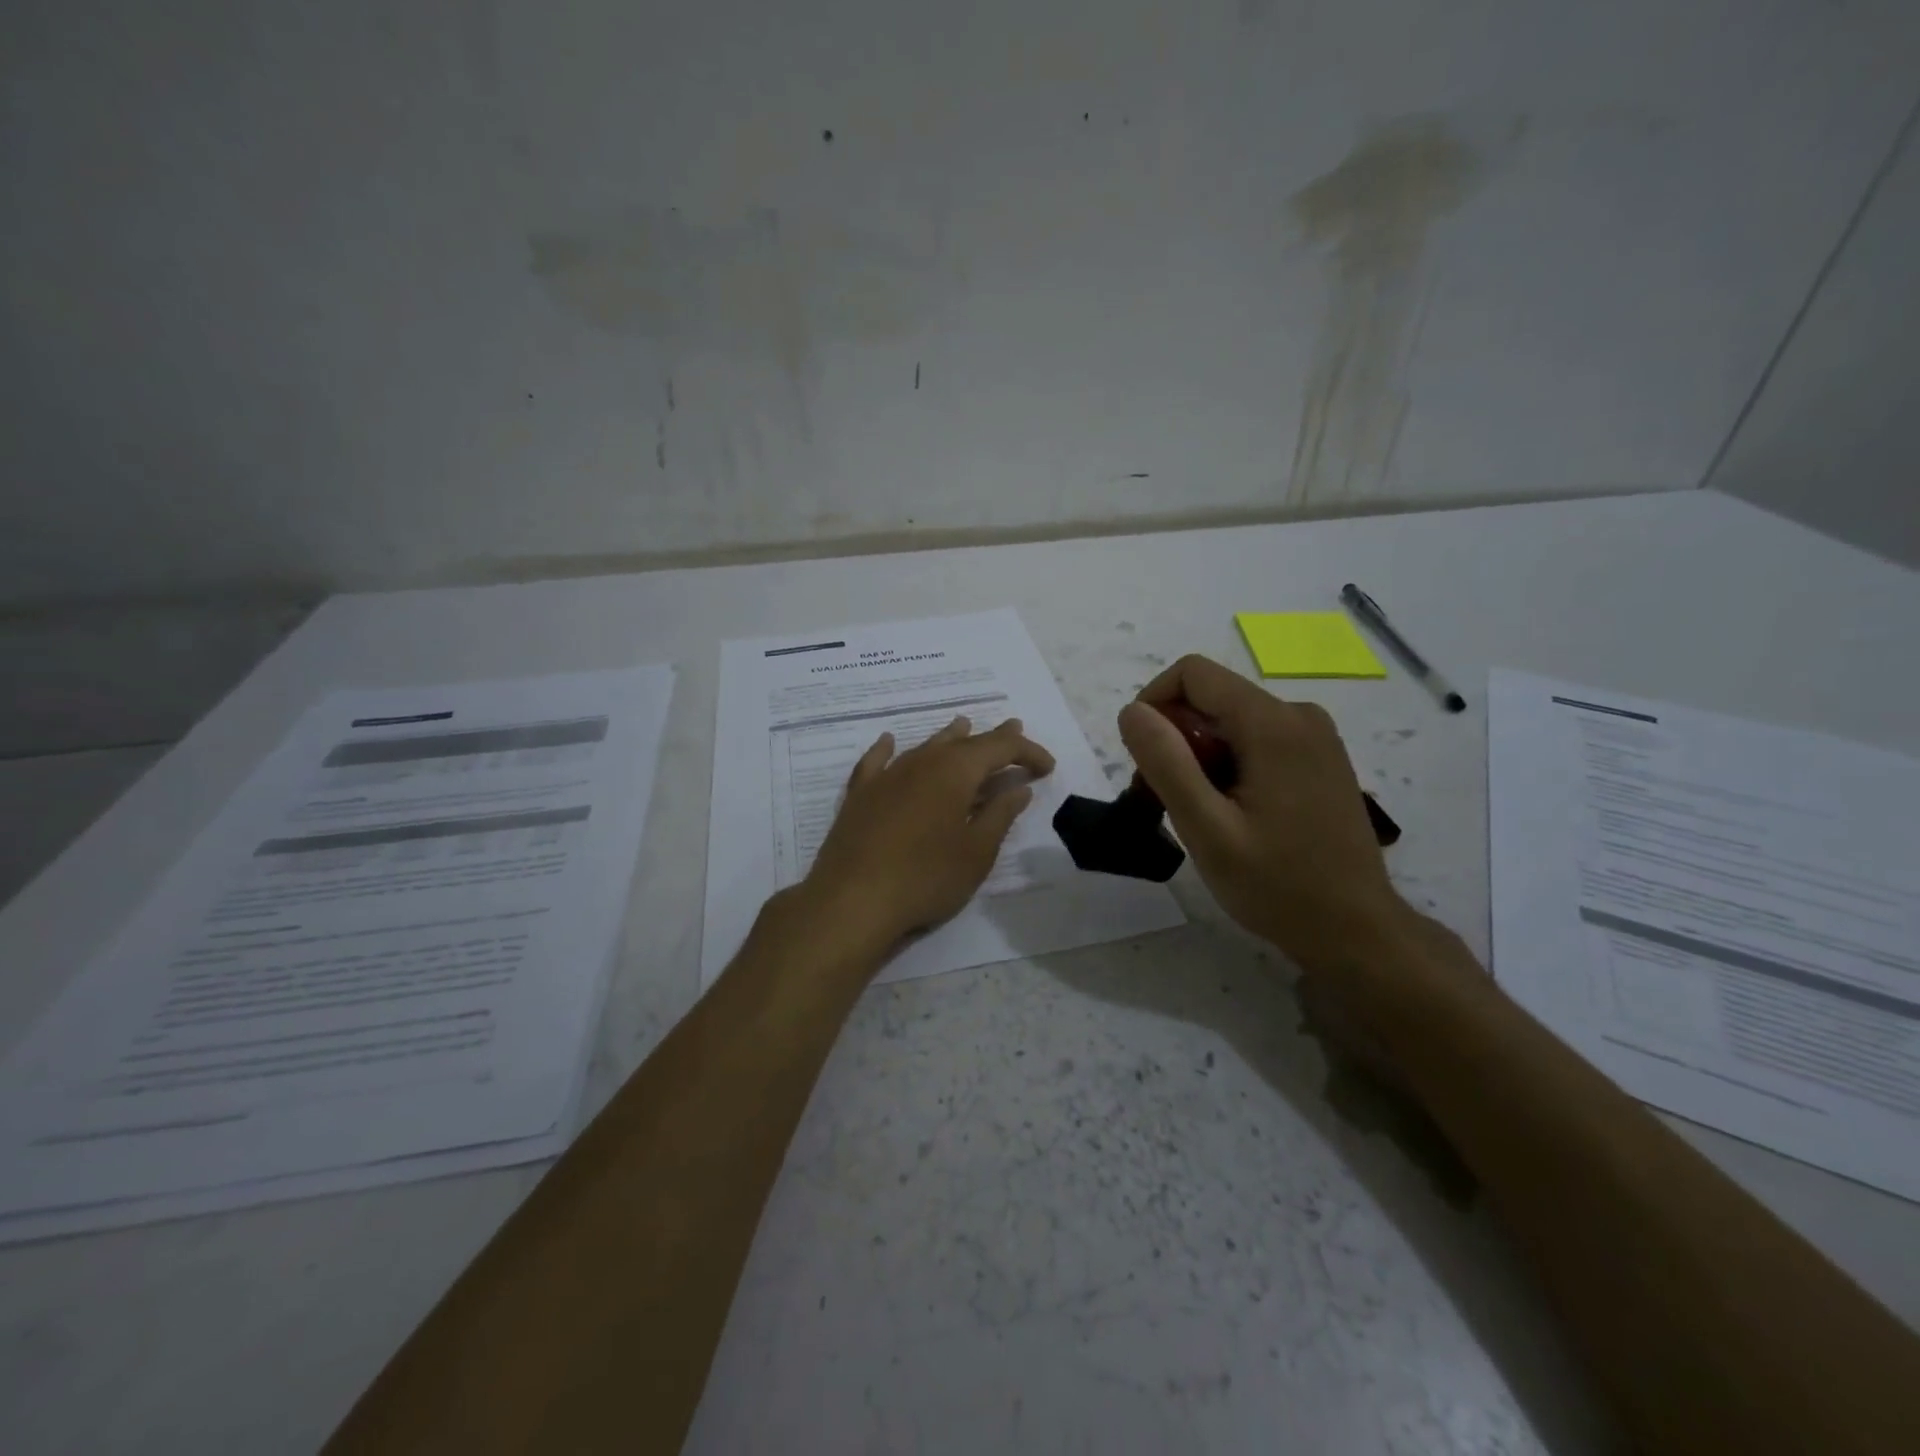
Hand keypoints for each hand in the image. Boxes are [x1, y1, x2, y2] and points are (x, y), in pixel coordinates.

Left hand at [798, 716, 1055, 956]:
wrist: (852, 900)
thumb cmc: (926, 878)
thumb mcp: (976, 852)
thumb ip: (999, 815)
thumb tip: (1018, 788)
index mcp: (955, 771)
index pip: (1000, 748)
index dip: (1027, 752)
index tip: (1047, 768)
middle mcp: (921, 762)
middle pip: (964, 742)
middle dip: (993, 738)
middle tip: (1014, 729)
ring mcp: (887, 775)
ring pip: (925, 746)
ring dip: (949, 738)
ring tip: (964, 726)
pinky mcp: (860, 794)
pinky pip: (877, 761)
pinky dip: (888, 749)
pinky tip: (889, 741)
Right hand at [1117, 654, 1411, 972]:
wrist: (1357, 931)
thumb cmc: (1278, 886)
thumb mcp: (1207, 830)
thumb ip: (1167, 764)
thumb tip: (1132, 711)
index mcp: (1273, 724)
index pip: (1192, 674)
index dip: (1153, 705)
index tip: (1143, 760)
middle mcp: (1299, 715)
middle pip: (1211, 698)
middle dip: (1174, 740)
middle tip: (1163, 801)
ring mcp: (1315, 736)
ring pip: (1230, 721)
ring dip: (1198, 757)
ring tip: (1197, 815)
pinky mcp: (1319, 758)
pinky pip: (1255, 740)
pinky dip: (1227, 765)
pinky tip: (1230, 814)